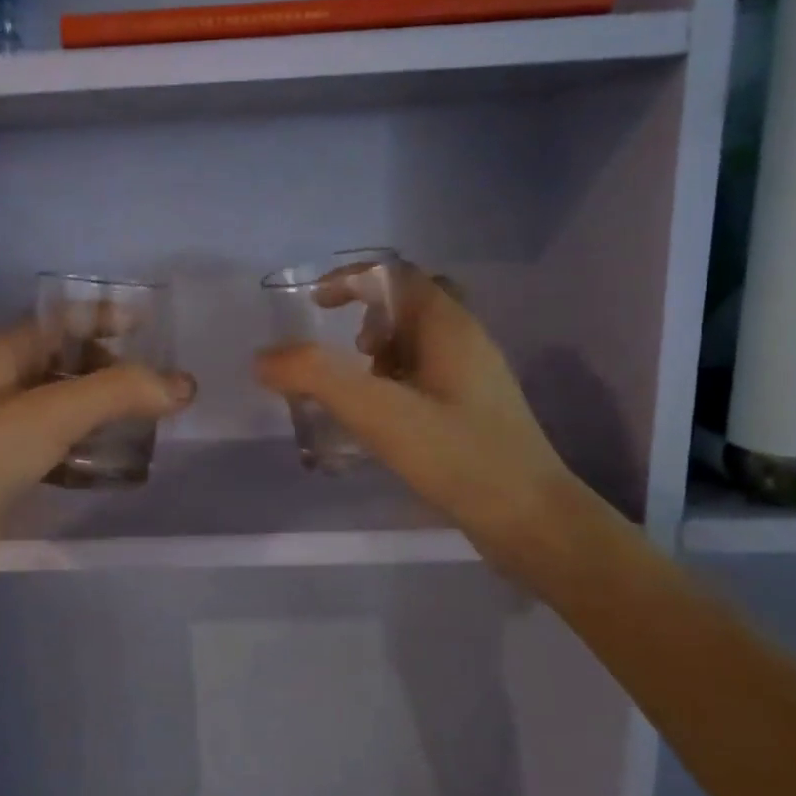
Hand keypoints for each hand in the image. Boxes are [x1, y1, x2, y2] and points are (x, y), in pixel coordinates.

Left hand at [0, 322, 195, 589]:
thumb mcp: (52, 413)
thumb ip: (120, 392)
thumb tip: (185, 385)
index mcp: (3, 354)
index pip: (62, 321)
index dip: (106, 317)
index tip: (153, 327)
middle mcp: (2, 385)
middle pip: (68, 364)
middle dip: (114, 370)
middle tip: (160, 384)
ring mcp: (4, 430)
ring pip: (67, 409)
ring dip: (105, 413)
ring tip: (151, 421)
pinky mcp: (10, 471)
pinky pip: (60, 448)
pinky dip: (89, 450)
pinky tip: (118, 462)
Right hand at [254, 264, 581, 563]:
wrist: (531, 520)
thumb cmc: (458, 456)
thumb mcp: (379, 412)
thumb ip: (317, 378)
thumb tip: (264, 357)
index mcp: (448, 326)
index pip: (396, 274)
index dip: (352, 279)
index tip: (315, 304)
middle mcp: (466, 341)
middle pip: (410, 303)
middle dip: (368, 316)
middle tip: (345, 349)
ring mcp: (474, 378)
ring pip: (418, 342)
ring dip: (380, 351)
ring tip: (356, 391)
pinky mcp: (473, 411)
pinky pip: (424, 375)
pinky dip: (393, 382)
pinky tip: (380, 421)